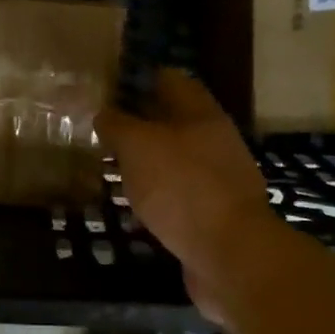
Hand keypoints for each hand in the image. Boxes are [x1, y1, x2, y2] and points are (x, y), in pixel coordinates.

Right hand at [97, 70, 277, 306]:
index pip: (171, 80)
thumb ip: (117, 125)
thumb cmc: (182, 187)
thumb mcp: (138, 146)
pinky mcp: (214, 214)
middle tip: (103, 129)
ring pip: (175, 159)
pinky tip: (133, 205)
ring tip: (111, 166)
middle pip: (174, 121)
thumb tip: (104, 113)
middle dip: (140, 123)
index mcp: (201, 115)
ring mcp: (218, 179)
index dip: (141, 79)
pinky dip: (156, 194)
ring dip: (147, 161)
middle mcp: (214, 141)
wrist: (231, 254)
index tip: (110, 87)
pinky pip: (179, 194)